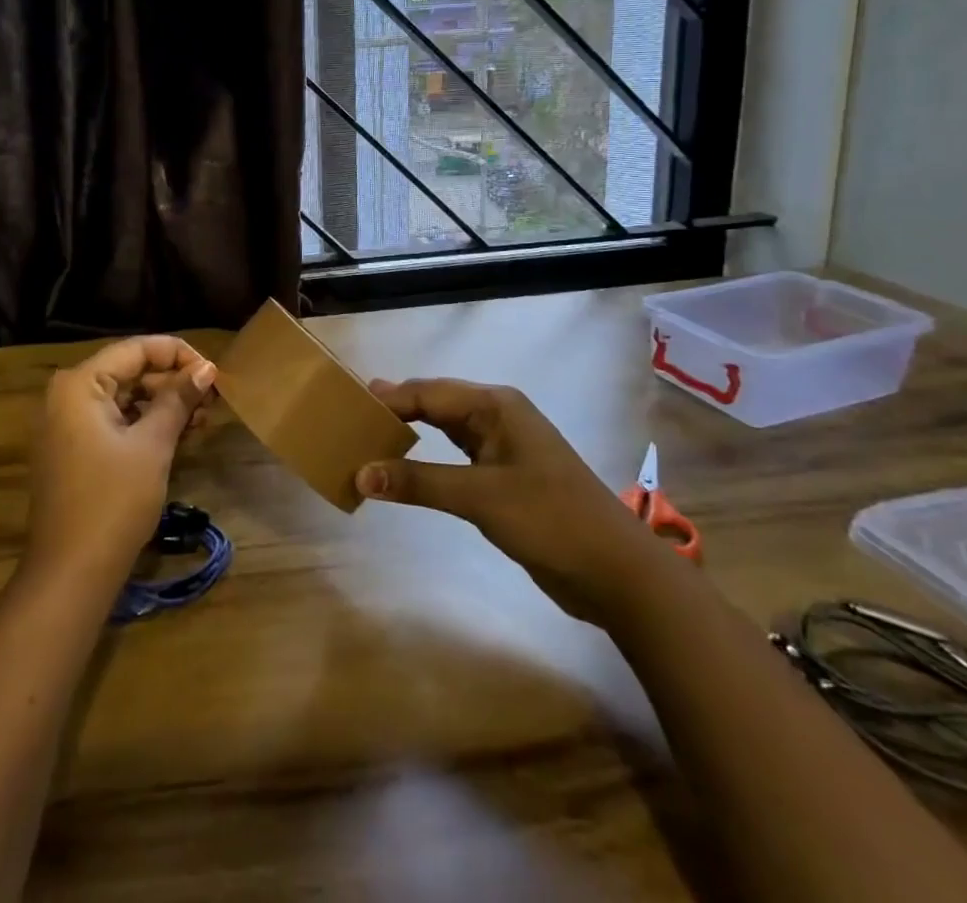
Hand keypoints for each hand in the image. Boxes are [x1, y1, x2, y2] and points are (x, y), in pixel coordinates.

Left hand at [26, 336, 215, 585]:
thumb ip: (178, 399)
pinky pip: (115, 421)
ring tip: (202, 421)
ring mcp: (67, 424)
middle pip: (130, 371)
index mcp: (79, 384)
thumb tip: (207, 368)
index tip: (214, 374)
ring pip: (125, 397)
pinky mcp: (74, 449)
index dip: (179, 355)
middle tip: (213, 401)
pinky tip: (179, 436)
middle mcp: (67, 395)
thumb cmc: (113, 501)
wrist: (71, 574)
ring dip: (164, 405)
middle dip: (173, 382)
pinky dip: (146, 424)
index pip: (136, 349)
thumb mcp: (153, 445)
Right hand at [357, 379, 671, 623]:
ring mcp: (505, 446)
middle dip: (398, 409)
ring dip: (413, 432)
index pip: (428, 392)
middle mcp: (499, 416)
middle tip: (353, 416)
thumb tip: (360, 474)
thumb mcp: (479, 497)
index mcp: (496, 405)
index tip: (348, 404)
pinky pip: (457, 455)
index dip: (389, 398)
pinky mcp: (506, 476)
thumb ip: (418, 482)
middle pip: (437, 403)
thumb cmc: (550, 519)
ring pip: (447, 428)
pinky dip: (429, 458)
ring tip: (372, 435)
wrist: (617, 572)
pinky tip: (409, 467)